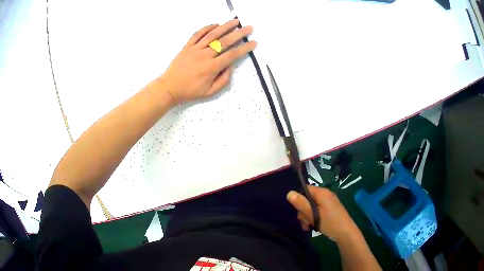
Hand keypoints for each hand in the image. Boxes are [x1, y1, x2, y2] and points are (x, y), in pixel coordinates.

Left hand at [157, 19, 256, 104]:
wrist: (169, 87)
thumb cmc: (190, 91)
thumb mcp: (209, 92)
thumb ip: (223, 80)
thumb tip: (230, 67)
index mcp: (212, 67)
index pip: (232, 55)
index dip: (245, 48)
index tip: (253, 42)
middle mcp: (205, 55)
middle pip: (225, 41)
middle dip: (239, 34)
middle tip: (249, 27)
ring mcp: (195, 49)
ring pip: (212, 35)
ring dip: (225, 27)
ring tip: (235, 21)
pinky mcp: (187, 46)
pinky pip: (197, 34)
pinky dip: (207, 28)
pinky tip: (215, 25)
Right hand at [287, 185, 361, 241]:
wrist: (345, 233)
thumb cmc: (329, 222)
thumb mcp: (313, 214)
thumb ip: (301, 204)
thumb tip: (289, 193)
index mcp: (322, 193)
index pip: (305, 189)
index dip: (298, 198)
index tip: (297, 210)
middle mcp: (325, 195)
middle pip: (307, 199)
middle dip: (303, 211)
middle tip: (304, 222)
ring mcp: (328, 202)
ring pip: (311, 206)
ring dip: (307, 217)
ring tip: (308, 227)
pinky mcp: (330, 209)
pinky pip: (317, 210)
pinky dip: (313, 218)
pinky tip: (313, 226)